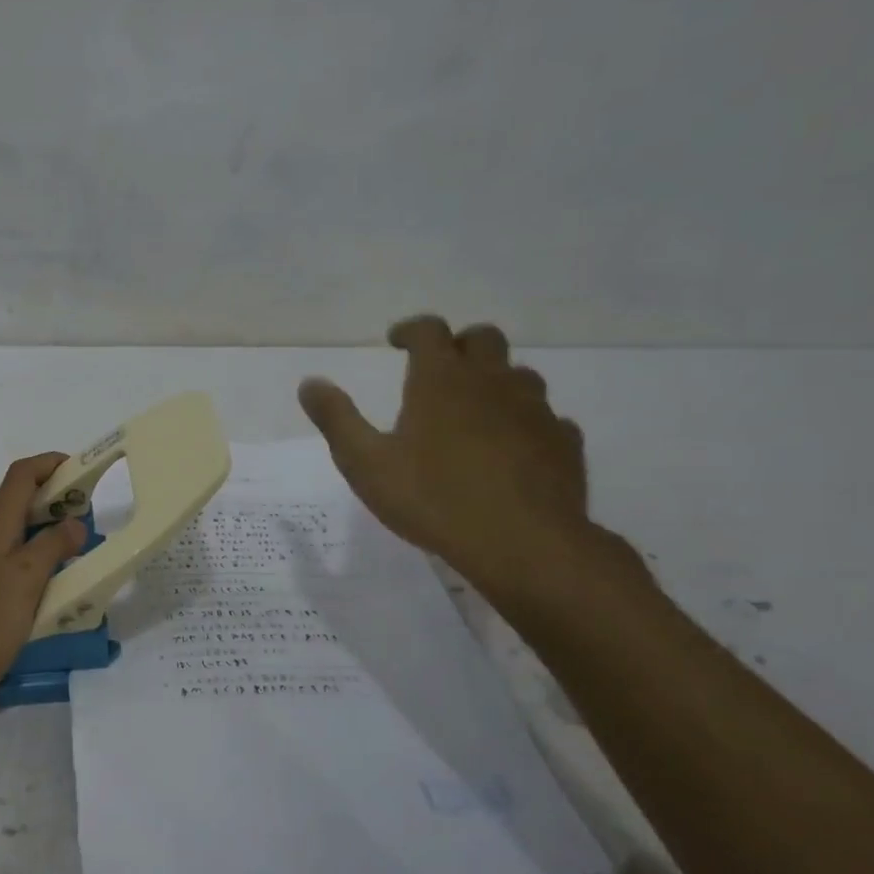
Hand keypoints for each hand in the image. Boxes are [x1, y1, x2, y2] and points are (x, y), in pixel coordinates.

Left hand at [0, 453, 87, 718]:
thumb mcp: (27, 579)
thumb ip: (53, 545)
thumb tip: (74, 523)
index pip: (21, 474)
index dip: (50, 463)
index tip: (83, 470)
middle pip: (16, 499)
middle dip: (52, 498)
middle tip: (87, 515)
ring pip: (12, 530)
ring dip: (43, 529)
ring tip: (75, 547)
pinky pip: (6, 558)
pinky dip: (30, 556)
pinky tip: (47, 582)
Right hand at [299, 317, 593, 595]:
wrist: (521, 543)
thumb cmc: (432, 498)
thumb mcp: (365, 463)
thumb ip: (336, 419)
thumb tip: (310, 383)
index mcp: (441, 379)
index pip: (429, 330)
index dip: (411, 330)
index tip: (396, 342)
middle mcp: (492, 381)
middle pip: (482, 338)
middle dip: (458, 345)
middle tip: (438, 371)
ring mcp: (535, 409)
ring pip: (519, 374)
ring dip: (495, 381)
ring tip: (475, 410)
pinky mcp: (563, 441)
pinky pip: (547, 418)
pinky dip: (526, 422)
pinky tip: (513, 448)